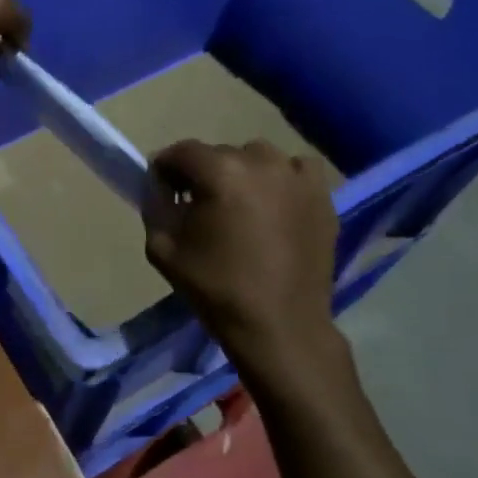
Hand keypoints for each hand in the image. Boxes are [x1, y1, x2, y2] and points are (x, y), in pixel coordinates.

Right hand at [144, 139, 346, 381]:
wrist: (279, 325)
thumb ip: (155, 206)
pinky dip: (279, 180)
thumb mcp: (162, 248)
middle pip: (219, 154)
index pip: (181, 152)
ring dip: (241, 174)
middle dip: (203, 175)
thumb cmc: (215, 288)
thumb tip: (160, 186)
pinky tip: (273, 206)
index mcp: (219, 172)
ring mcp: (297, 175)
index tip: (163, 192)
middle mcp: (261, 161)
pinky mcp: (322, 195)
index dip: (165, 169)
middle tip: (199, 206)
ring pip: (257, 158)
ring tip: (239, 207)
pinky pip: (294, 170)